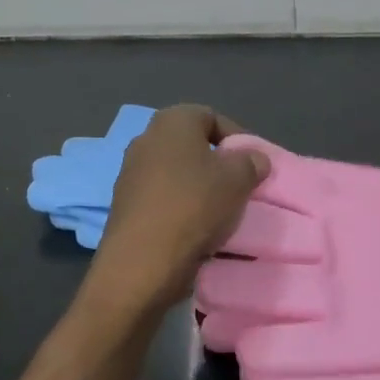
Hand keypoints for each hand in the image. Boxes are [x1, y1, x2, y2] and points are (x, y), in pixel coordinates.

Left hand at [87, 105, 269, 309]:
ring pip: (177, 175)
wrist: (142, 263)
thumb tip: (254, 158)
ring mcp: (130, 174)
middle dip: (217, 164)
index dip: (237, 137)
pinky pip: (163, 200)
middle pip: (191, 146)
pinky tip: (198, 231)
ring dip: (200, 189)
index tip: (254, 163)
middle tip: (240, 186)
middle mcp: (145, 140)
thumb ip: (251, 162)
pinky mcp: (124, 206)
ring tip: (222, 212)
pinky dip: (181, 210)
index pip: (211, 116)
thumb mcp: (238, 180)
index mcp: (171, 122)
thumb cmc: (194, 207)